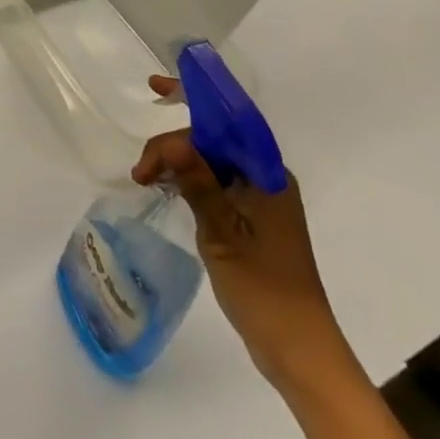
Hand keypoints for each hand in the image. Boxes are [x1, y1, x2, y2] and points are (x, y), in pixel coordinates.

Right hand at [133, 75, 352, 394]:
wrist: (297, 350)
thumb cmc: (265, 290)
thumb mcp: (224, 235)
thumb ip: (199, 184)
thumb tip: (174, 141)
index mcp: (268, 175)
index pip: (228, 121)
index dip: (193, 97)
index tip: (156, 88)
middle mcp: (265, 179)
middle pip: (212, 140)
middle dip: (172, 145)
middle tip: (142, 173)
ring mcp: (258, 199)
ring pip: (209, 161)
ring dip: (176, 163)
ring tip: (145, 180)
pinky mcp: (248, 219)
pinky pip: (213, 182)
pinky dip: (186, 180)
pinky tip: (164, 188)